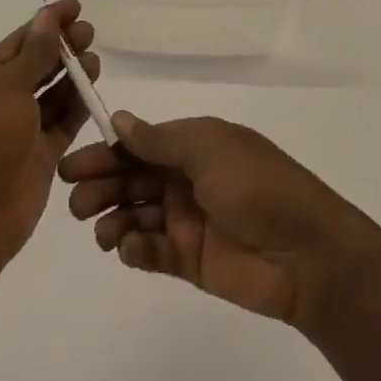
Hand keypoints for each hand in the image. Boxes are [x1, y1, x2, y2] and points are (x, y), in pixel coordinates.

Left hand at [0, 0, 100, 270]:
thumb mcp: (7, 87)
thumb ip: (34, 53)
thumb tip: (48, 16)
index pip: (19, 41)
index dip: (47, 22)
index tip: (76, 7)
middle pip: (36, 65)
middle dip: (62, 47)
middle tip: (90, 33)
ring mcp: (19, 131)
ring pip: (51, 94)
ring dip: (72, 75)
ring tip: (95, 60)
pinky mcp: (39, 157)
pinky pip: (62, 124)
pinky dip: (77, 106)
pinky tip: (95, 90)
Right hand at [60, 112, 380, 333]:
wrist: (308, 255)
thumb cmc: (258, 187)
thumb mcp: (210, 149)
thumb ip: (160, 140)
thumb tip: (118, 120)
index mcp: (194, 146)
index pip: (139, 144)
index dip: (105, 152)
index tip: (72, 165)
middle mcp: (187, 180)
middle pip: (132, 179)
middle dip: (101, 186)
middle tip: (76, 202)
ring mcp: (188, 221)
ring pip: (136, 215)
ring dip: (113, 220)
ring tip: (103, 232)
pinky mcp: (190, 261)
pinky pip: (152, 251)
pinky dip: (135, 249)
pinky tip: (129, 249)